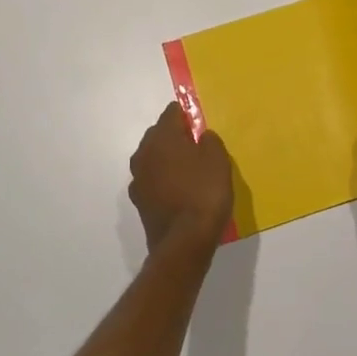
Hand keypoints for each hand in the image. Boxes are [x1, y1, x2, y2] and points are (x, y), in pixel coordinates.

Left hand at [129, 103, 233, 254]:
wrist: (184, 242)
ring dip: (166, 160)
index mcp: (162, 137)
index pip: (171, 113)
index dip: (186, 116)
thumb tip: (201, 137)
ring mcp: (138, 178)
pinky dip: (163, 181)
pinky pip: (152, 181)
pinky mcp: (139, 201)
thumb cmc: (204, 193)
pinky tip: (177, 192)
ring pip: (153, 159)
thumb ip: (209, 141)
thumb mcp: (218, 160)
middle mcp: (144, 153)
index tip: (199, 125)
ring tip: (188, 171)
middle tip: (196, 147)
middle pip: (158, 135)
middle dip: (174, 137)